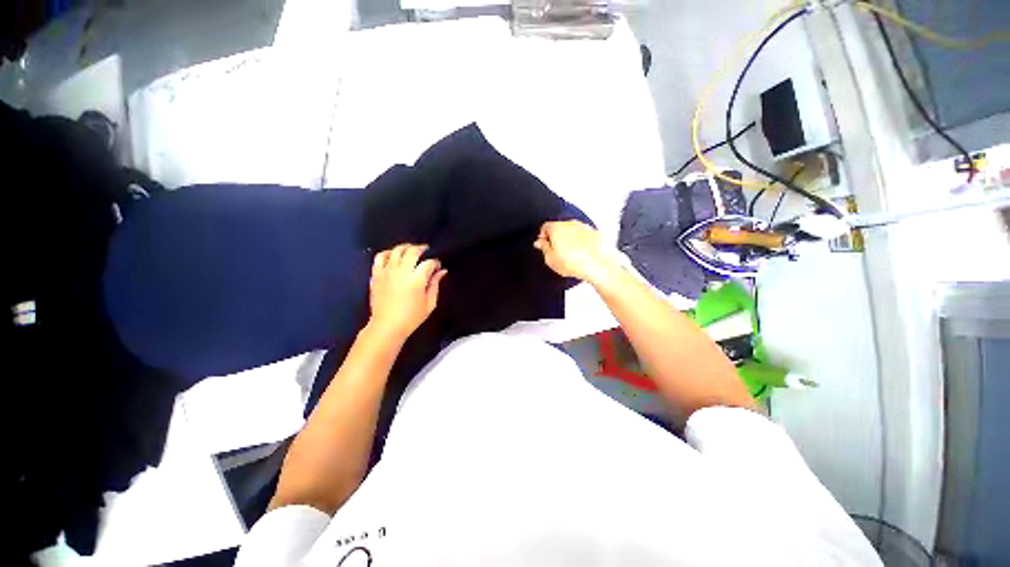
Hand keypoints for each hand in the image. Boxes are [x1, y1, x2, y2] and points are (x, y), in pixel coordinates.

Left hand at [368, 244, 446, 341]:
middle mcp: (402, 272)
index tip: (437, 266)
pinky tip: (393, 255)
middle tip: (426, 250)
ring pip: (396, 250)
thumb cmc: (411, 317)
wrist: (387, 326)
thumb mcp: (430, 303)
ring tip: (411, 250)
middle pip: (413, 251)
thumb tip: (442, 271)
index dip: (435, 262)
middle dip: (422, 249)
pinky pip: (380, 257)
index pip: (429, 263)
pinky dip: (388, 253)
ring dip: (406, 247)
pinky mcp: (376, 275)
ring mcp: (387, 272)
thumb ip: (435, 284)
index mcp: (417, 279)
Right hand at [533, 221, 618, 286]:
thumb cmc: (575, 263)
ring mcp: (584, 226)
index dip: (543, 238)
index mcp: (556, 227)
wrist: (599, 265)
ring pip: (572, 231)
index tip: (544, 246)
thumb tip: (540, 243)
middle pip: (559, 228)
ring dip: (570, 240)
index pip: (544, 227)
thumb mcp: (550, 259)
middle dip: (557, 238)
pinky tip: (582, 256)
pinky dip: (581, 243)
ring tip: (571, 257)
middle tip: (557, 253)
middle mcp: (570, 223)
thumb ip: (543, 248)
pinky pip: (584, 236)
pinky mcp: (595, 232)